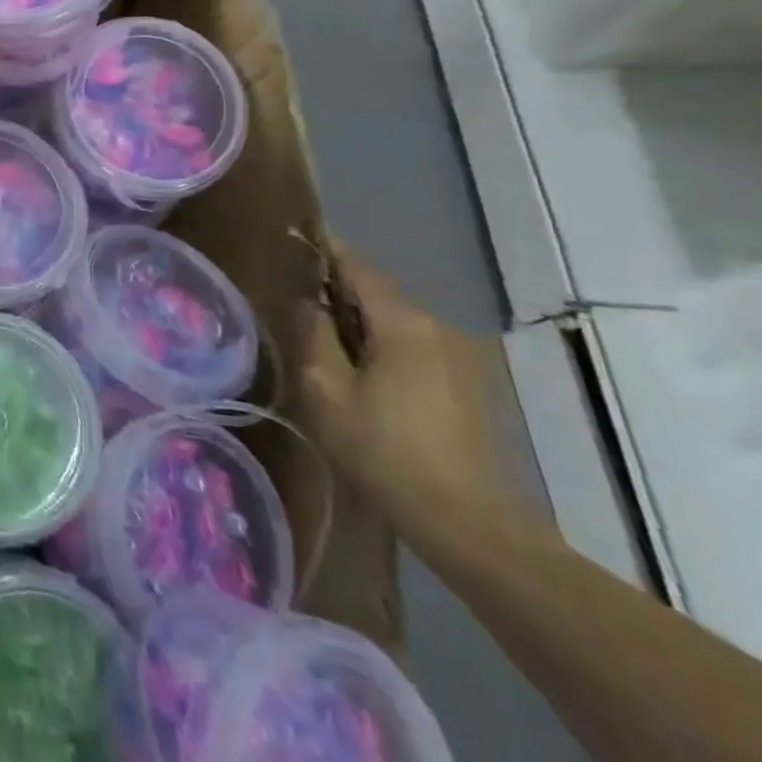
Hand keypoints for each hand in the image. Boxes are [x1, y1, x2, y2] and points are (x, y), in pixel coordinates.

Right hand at [297, 245, 521, 540]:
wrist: (467, 521)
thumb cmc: (384, 451)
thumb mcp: (327, 390)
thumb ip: (313, 334)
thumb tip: (305, 299)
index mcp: (403, 323)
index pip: (357, 266)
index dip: (324, 250)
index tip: (293, 239)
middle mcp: (438, 327)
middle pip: (378, 292)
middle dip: (338, 289)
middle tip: (296, 298)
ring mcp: (460, 356)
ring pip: (397, 320)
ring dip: (361, 320)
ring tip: (324, 338)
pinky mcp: (468, 383)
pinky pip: (415, 344)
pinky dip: (384, 343)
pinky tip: (363, 371)